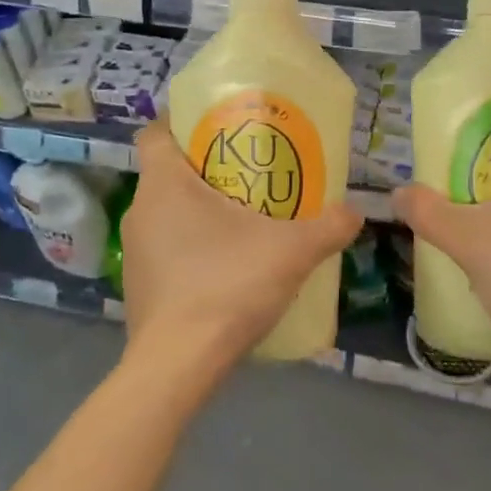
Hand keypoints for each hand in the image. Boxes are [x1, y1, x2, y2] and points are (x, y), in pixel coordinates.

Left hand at [122, 117, 362, 382]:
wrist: (177, 367)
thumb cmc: (225, 286)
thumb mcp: (290, 252)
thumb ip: (327, 227)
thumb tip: (356, 213)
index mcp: (163, 184)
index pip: (155, 132)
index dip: (180, 123)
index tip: (215, 128)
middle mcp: (140, 210)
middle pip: (168, 171)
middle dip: (205, 168)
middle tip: (248, 173)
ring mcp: (134, 251)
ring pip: (166, 212)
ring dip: (198, 209)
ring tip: (242, 218)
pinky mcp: (138, 286)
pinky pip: (164, 248)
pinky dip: (190, 246)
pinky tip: (225, 266)